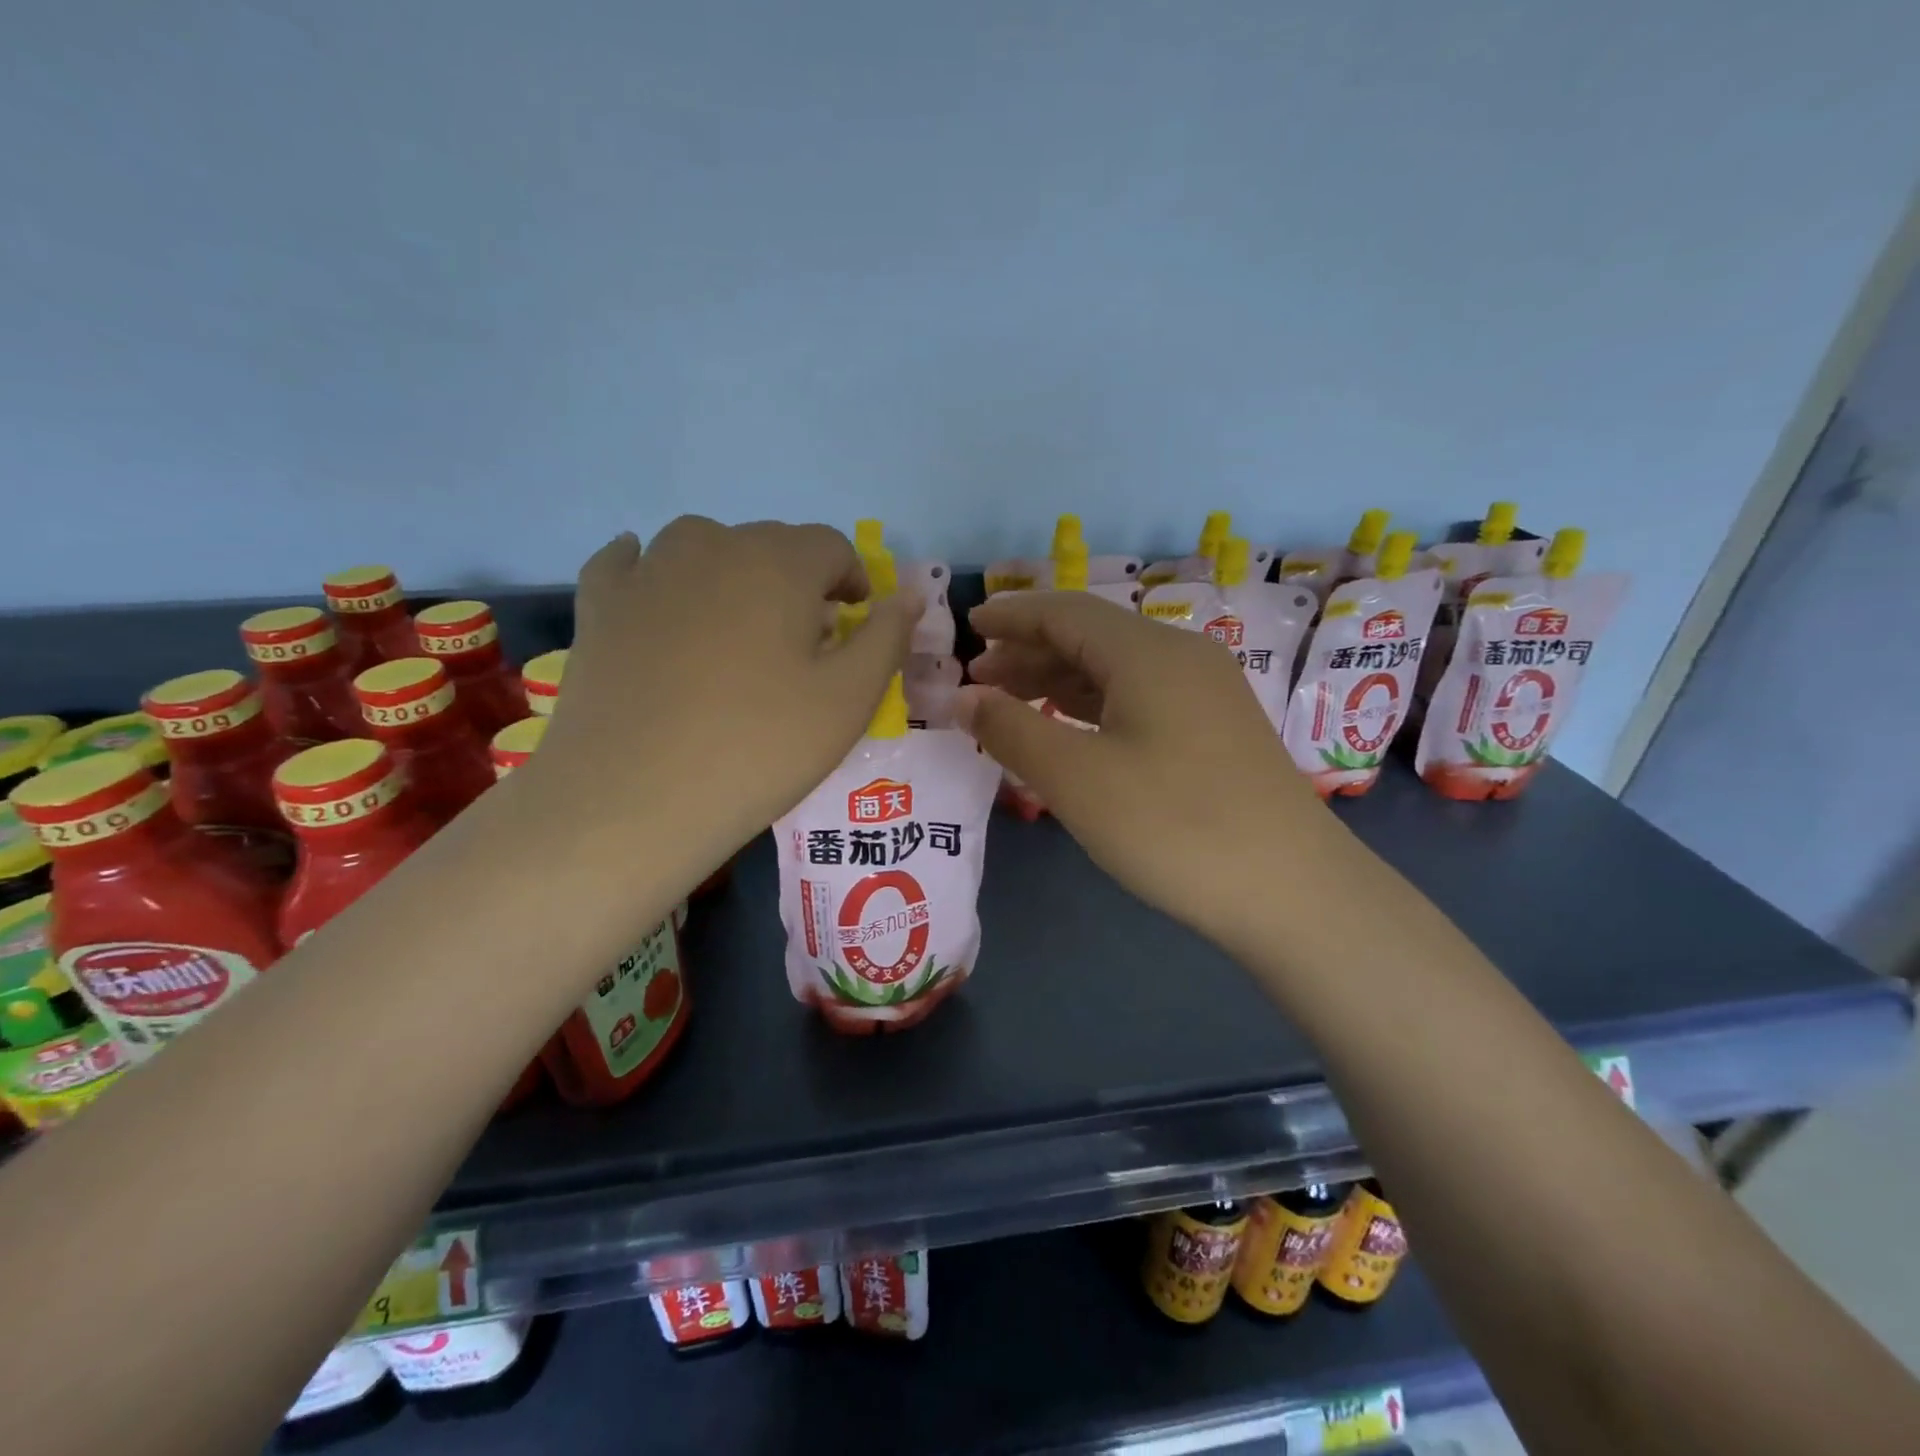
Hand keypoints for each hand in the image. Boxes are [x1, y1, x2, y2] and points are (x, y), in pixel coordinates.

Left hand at [531, 518, 918, 887]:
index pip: (831, 546)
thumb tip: (907, 596)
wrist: (634, 798)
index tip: (854, 622)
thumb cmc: (759, 747)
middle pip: (770, 543)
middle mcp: (712, 547)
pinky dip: (649, 570)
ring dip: (731, 573)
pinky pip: (628, 564)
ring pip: (702, 547)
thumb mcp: (849, 700)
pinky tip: (653, 589)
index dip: (852, 579)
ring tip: (735, 627)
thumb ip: (886, 638)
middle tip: (801, 642)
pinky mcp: (599, 605)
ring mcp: (647, 572)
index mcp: (780, 563)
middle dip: (797, 581)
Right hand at [959, 590, 1347, 953]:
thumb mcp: (1076, 778)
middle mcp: (1181, 657)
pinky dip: (1094, 707)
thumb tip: (964, 698)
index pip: (1066, 612)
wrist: (1292, 890)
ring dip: (1060, 680)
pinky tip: (1070, 731)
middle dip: (1030, 652)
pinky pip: (1141, 698)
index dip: (1012, 616)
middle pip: (1091, 637)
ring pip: (1117, 670)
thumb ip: (1011, 729)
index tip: (968, 627)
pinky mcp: (1216, 730)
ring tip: (1011, 705)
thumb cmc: (1173, 825)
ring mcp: (1206, 693)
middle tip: (978, 681)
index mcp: (1148, 652)